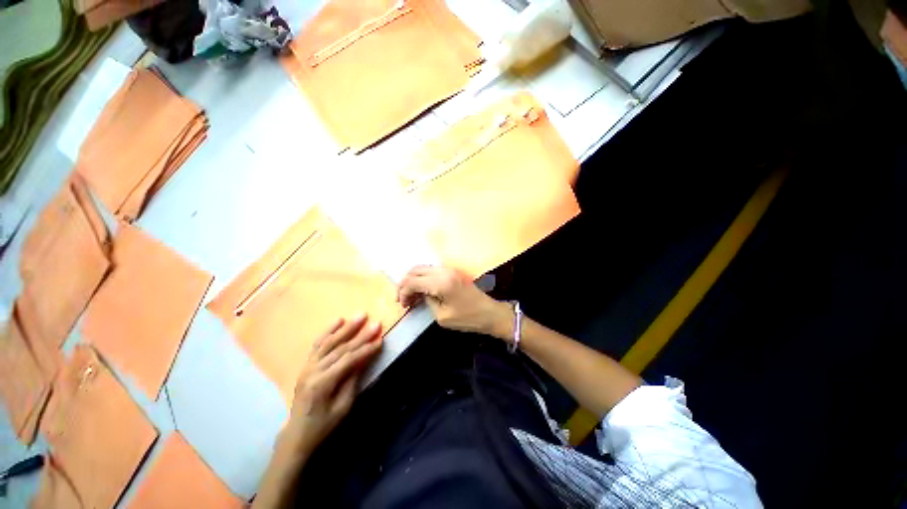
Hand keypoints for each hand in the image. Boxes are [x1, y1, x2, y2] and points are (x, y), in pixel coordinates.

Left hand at [280, 315, 382, 456]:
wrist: (296, 434)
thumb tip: (364, 358)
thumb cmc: (323, 425)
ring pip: (329, 342)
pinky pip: (318, 344)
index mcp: (322, 383)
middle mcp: (313, 371)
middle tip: (376, 323)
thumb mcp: (343, 407)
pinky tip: (338, 321)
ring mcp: (308, 366)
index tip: (381, 340)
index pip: (348, 360)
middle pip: (340, 348)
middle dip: (360, 335)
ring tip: (360, 316)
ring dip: (346, 328)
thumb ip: (353, 380)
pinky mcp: (306, 365)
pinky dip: (328, 331)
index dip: (366, 349)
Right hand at [398, 265, 511, 338]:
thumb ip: (427, 301)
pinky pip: (431, 270)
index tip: (402, 305)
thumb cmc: (467, 318)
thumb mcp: (442, 316)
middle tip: (403, 300)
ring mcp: (448, 269)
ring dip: (413, 280)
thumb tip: (420, 294)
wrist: (489, 313)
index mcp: (440, 282)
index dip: (403, 292)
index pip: (412, 281)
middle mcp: (443, 271)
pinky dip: (423, 278)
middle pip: (415, 270)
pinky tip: (422, 290)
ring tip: (411, 296)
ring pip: (422, 268)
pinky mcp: (452, 272)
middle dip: (405, 284)